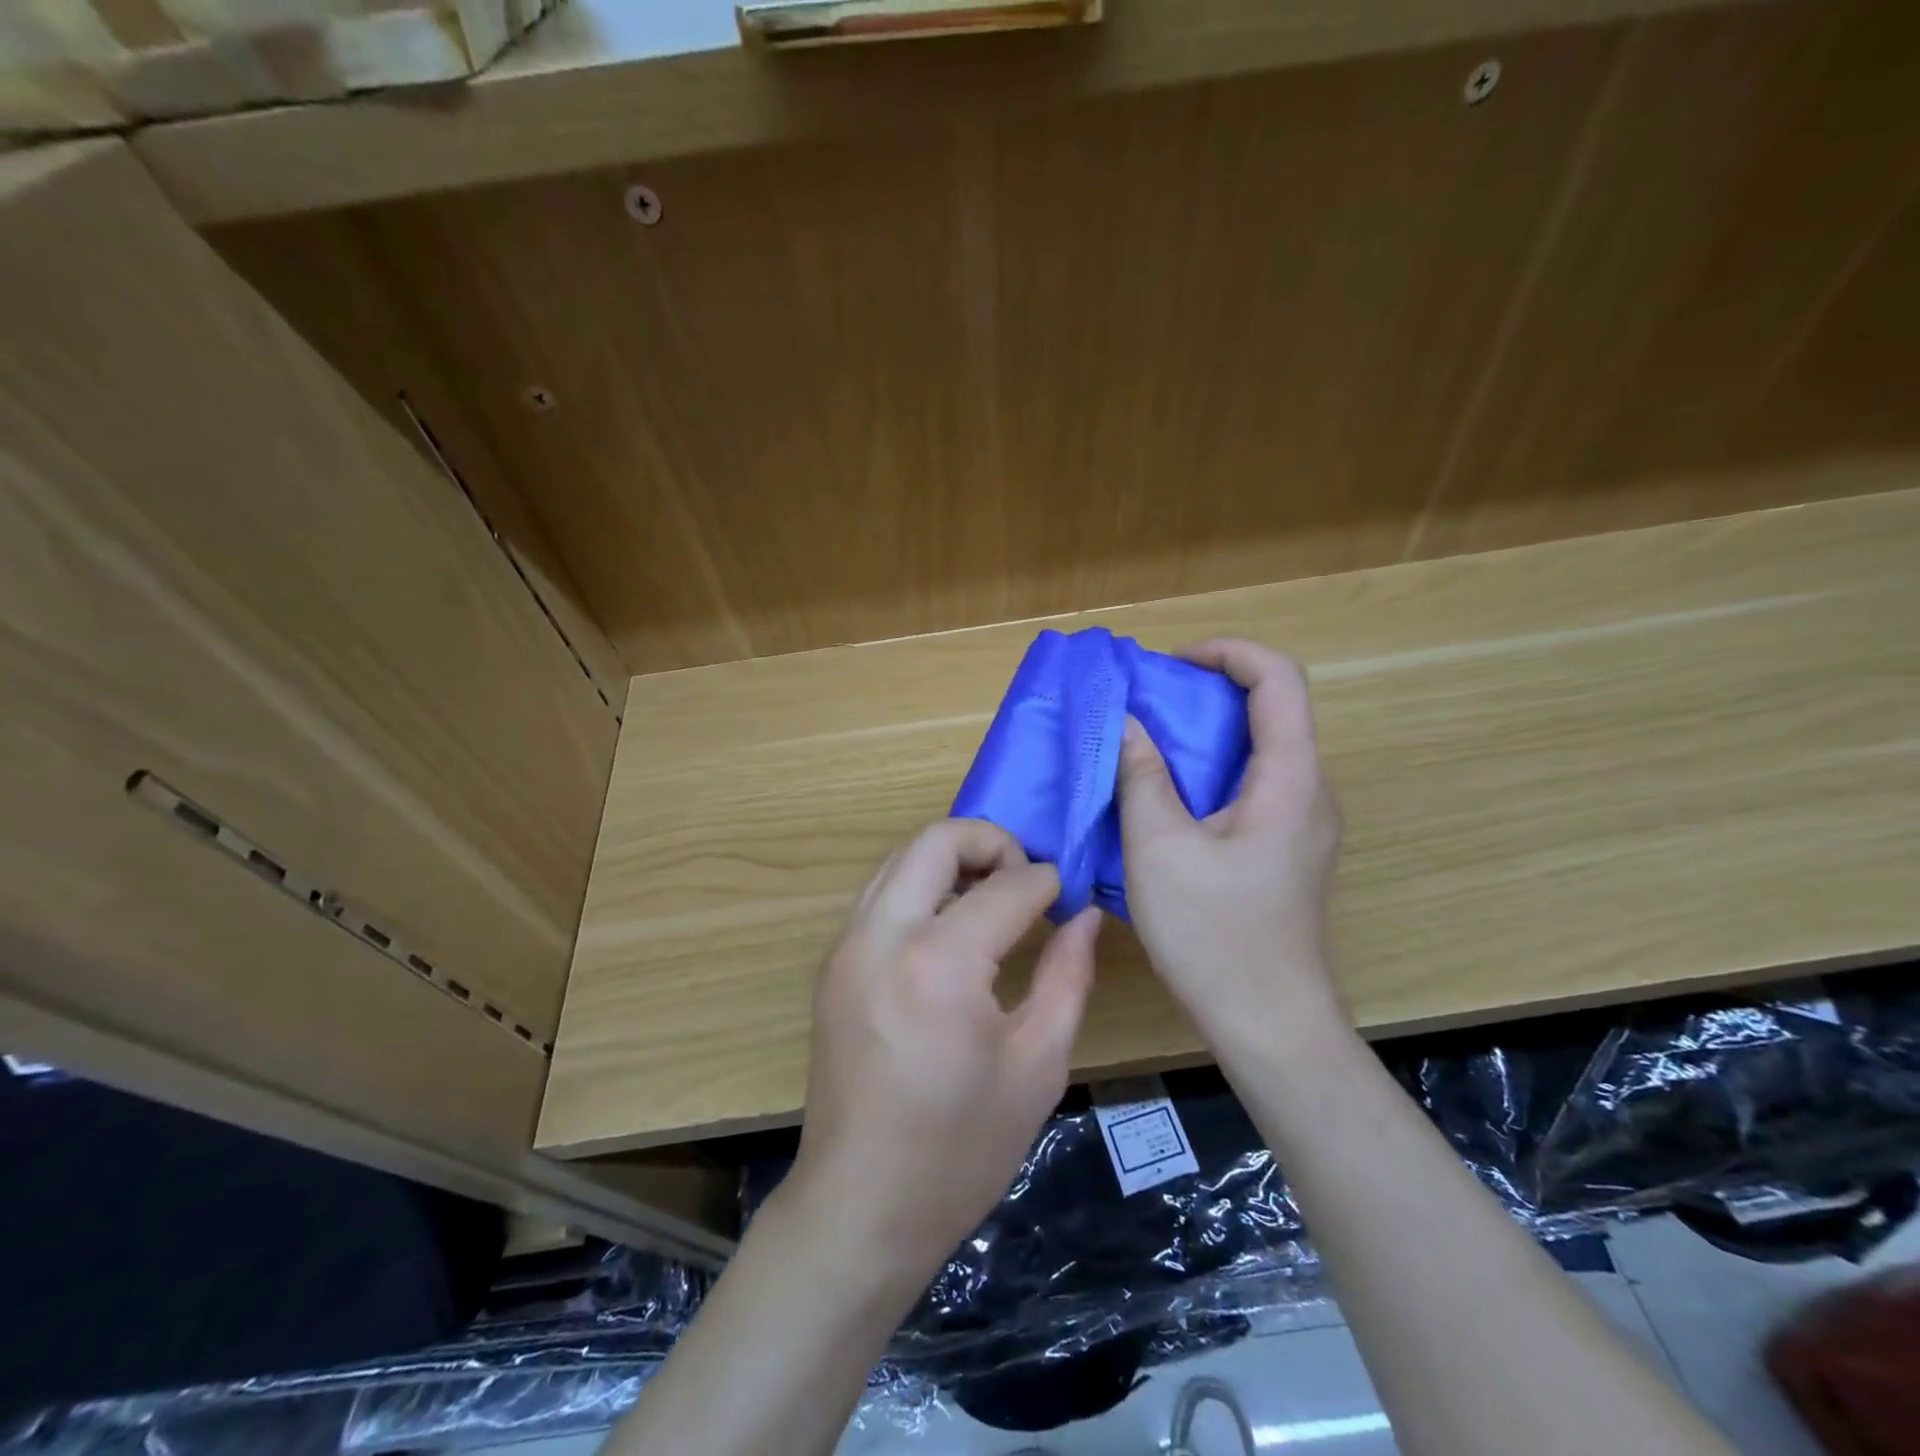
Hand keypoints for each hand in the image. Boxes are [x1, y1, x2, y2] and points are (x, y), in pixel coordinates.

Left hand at [787, 819, 1100, 1277]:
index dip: (1047, 882)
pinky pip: (881, 892)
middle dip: (991, 841)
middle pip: (936, 838)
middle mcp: (882, 935)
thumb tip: (1083, 915)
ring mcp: (846, 945)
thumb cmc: (960, 1150)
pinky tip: (952, 927)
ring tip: (993, 898)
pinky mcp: (832, 962)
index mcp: (939, 964)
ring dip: (952, 859)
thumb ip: (1067, 976)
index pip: (1006, 886)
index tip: (1066, 898)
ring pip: (901, 857)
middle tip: (1025, 880)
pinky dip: (921, 886)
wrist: (860, 1207)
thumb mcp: (1037, 1066)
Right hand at [1116, 638, 1343, 1046]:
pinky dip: (1210, 771)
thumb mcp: (1159, 849)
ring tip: (1147, 746)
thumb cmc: (1213, 934)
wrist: (1269, 1023)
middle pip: (1272, 709)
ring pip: (1261, 749)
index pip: (1279, 678)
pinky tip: (1167, 799)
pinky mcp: (1287, 848)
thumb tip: (1126, 723)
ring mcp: (1303, 823)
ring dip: (1205, 734)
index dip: (1228, 652)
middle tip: (1146, 706)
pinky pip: (1254, 785)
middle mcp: (1310, 791)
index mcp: (1290, 779)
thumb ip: (1142, 776)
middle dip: (1207, 692)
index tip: (1170, 666)